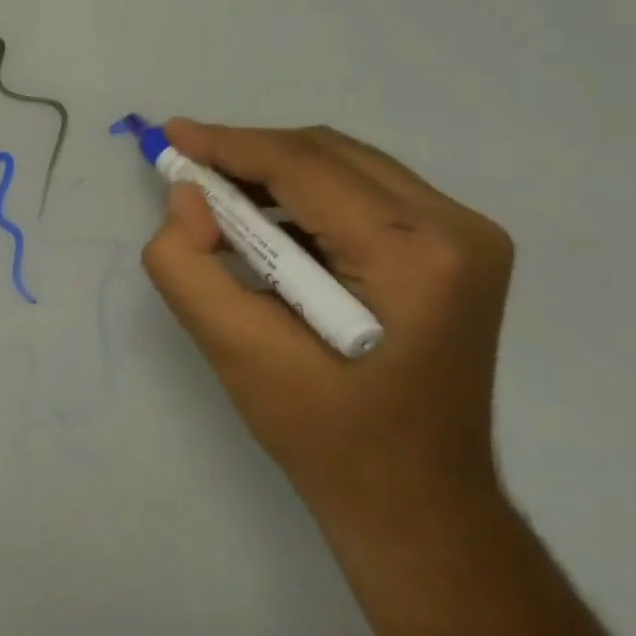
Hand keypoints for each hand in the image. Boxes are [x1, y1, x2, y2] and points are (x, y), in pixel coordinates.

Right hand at [141, 120, 514, 522]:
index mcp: (412, 253)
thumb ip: (188, 265)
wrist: (413, 501)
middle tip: (185, 169)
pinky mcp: (455, 254)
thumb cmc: (324, 434)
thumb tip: (185, 198)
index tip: (170, 135)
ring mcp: (466, 239)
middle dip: (248, 154)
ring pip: (346, 168)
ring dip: (274, 174)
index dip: (228, 144)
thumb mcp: (234, 350)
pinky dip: (304, 198)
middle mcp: (456, 229)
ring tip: (214, 198)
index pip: (304, 167)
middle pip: (328, 155)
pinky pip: (364, 196)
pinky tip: (263, 224)